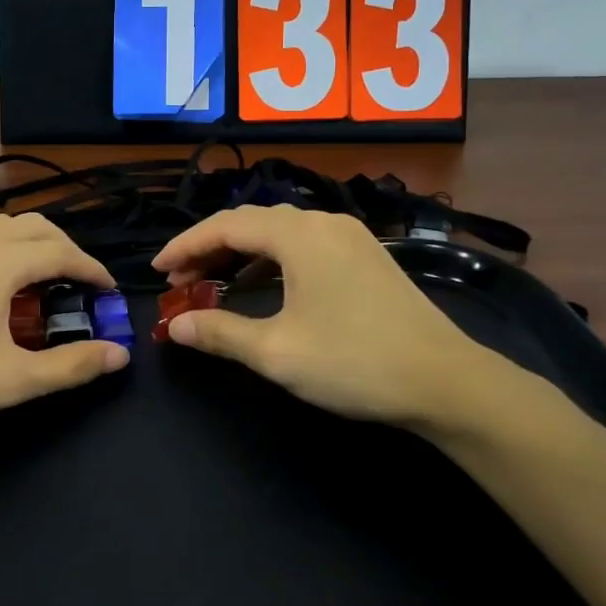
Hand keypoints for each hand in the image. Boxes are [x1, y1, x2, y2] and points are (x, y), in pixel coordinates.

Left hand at [0, 214, 128, 442]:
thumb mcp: (10, 381)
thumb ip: (72, 366)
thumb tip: (120, 356)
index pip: (63, 252)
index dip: (93, 270)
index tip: (108, 291)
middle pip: (35, 228)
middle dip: (65, 251)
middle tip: (78, 285)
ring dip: (28, 246)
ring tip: (36, 281)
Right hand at [152, 205, 529, 439]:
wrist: (447, 382)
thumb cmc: (355, 362)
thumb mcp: (277, 352)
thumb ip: (219, 333)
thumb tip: (175, 326)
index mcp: (299, 234)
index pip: (225, 226)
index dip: (185, 245)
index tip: (158, 270)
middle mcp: (323, 222)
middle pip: (252, 223)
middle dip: (210, 248)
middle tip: (181, 281)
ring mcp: (350, 237)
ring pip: (279, 233)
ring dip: (241, 254)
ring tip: (214, 284)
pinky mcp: (366, 256)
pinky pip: (304, 245)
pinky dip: (272, 261)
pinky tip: (264, 288)